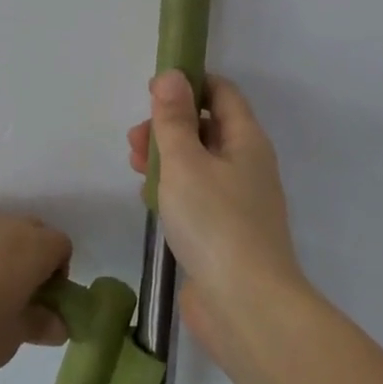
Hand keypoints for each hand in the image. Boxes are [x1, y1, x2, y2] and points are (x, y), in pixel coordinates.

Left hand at [0, 207, 71, 383]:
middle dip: (27, 259)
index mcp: (29, 247)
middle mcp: (0, 222)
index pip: (60, 245)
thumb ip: (37, 326)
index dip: (57, 274)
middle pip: (28, 231)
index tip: (39, 304)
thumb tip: (57, 321)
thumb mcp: (6, 343)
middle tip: (9, 299)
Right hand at [127, 73, 306, 359]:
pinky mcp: (225, 234)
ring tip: (134, 167)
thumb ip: (173, 118)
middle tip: (134, 139)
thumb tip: (172, 74)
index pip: (221, 93)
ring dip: (166, 157)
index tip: (152, 91)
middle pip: (206, 128)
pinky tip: (149, 201)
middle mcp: (247, 165)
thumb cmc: (215, 223)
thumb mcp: (185, 162)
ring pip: (198, 163)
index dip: (189, 84)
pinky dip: (173, 189)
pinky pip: (197, 196)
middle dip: (169, 125)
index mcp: (246, 141)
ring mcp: (238, 202)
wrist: (247, 308)